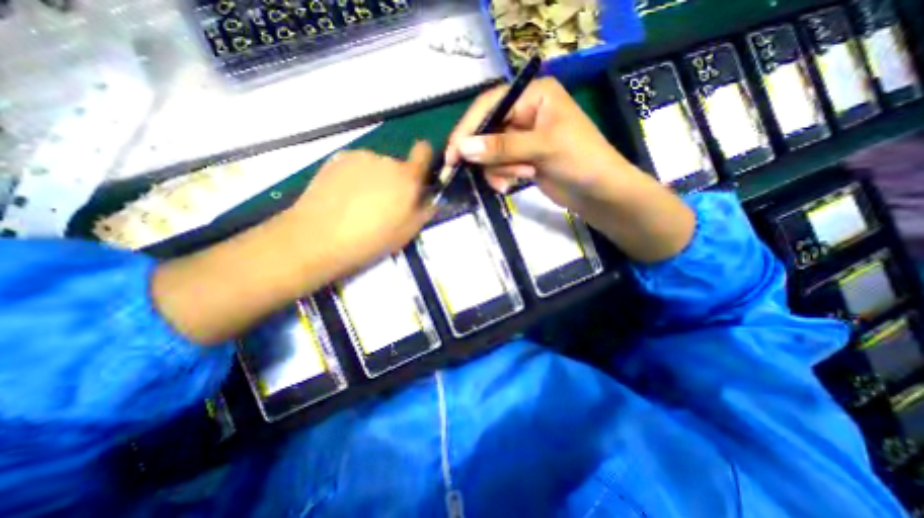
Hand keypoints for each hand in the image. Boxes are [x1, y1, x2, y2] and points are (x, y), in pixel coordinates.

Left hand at [153, 142, 437, 342]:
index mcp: (407, 178)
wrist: (320, 237)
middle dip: (396, 180)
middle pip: (398, 165)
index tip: (418, 177)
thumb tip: (430, 198)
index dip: (424, 159)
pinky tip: (344, 197)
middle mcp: (386, 160)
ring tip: (360, 203)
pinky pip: (356, 165)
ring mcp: (359, 157)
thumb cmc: (371, 239)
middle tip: (384, 204)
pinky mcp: (336, 159)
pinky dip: (355, 176)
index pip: (423, 151)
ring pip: (376, 166)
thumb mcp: (408, 232)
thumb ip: (424, 210)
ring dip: (375, 178)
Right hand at [445, 77, 693, 265]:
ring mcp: (522, 138)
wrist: (598, 192)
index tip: (452, 155)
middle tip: (493, 175)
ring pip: (491, 152)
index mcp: (534, 96)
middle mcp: (525, 112)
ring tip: (520, 177)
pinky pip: (499, 165)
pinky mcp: (521, 158)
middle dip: (490, 157)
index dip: (468, 129)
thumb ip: (502, 147)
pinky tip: (516, 183)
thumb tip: (463, 148)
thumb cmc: (580, 160)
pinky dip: (503, 176)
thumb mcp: (542, 148)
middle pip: (487, 131)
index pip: (490, 105)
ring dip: (500, 169)